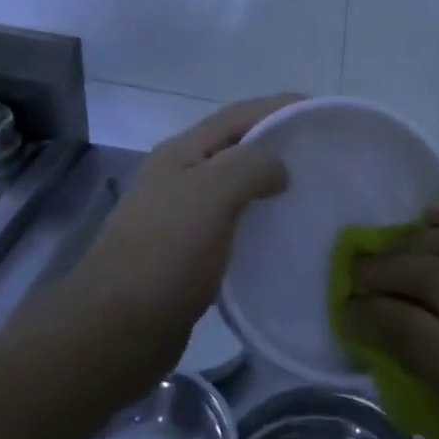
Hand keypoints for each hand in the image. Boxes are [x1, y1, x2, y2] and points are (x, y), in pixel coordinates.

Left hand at [55, 94, 297, 388]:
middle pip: (237, 147)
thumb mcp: (211, 193)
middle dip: (278, 142)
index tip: (322, 111)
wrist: (115, 332)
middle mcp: (180, 176)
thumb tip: (279, 169)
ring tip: (312, 190)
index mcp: (181, 153)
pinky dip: (260, 221)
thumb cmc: (165, 253)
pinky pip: (233, 225)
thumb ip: (251, 166)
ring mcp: (181, 217)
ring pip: (235, 187)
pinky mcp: (188, 255)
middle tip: (323, 153)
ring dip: (270, 183)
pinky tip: (283, 234)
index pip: (239, 115)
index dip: (280, 106)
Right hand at [345, 203, 438, 438]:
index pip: (406, 328)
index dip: (367, 314)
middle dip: (382, 270)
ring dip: (416, 239)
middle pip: (428, 275)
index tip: (348, 309)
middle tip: (359, 271)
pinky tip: (437, 215)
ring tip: (393, 242)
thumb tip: (396, 340)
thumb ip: (436, 389)